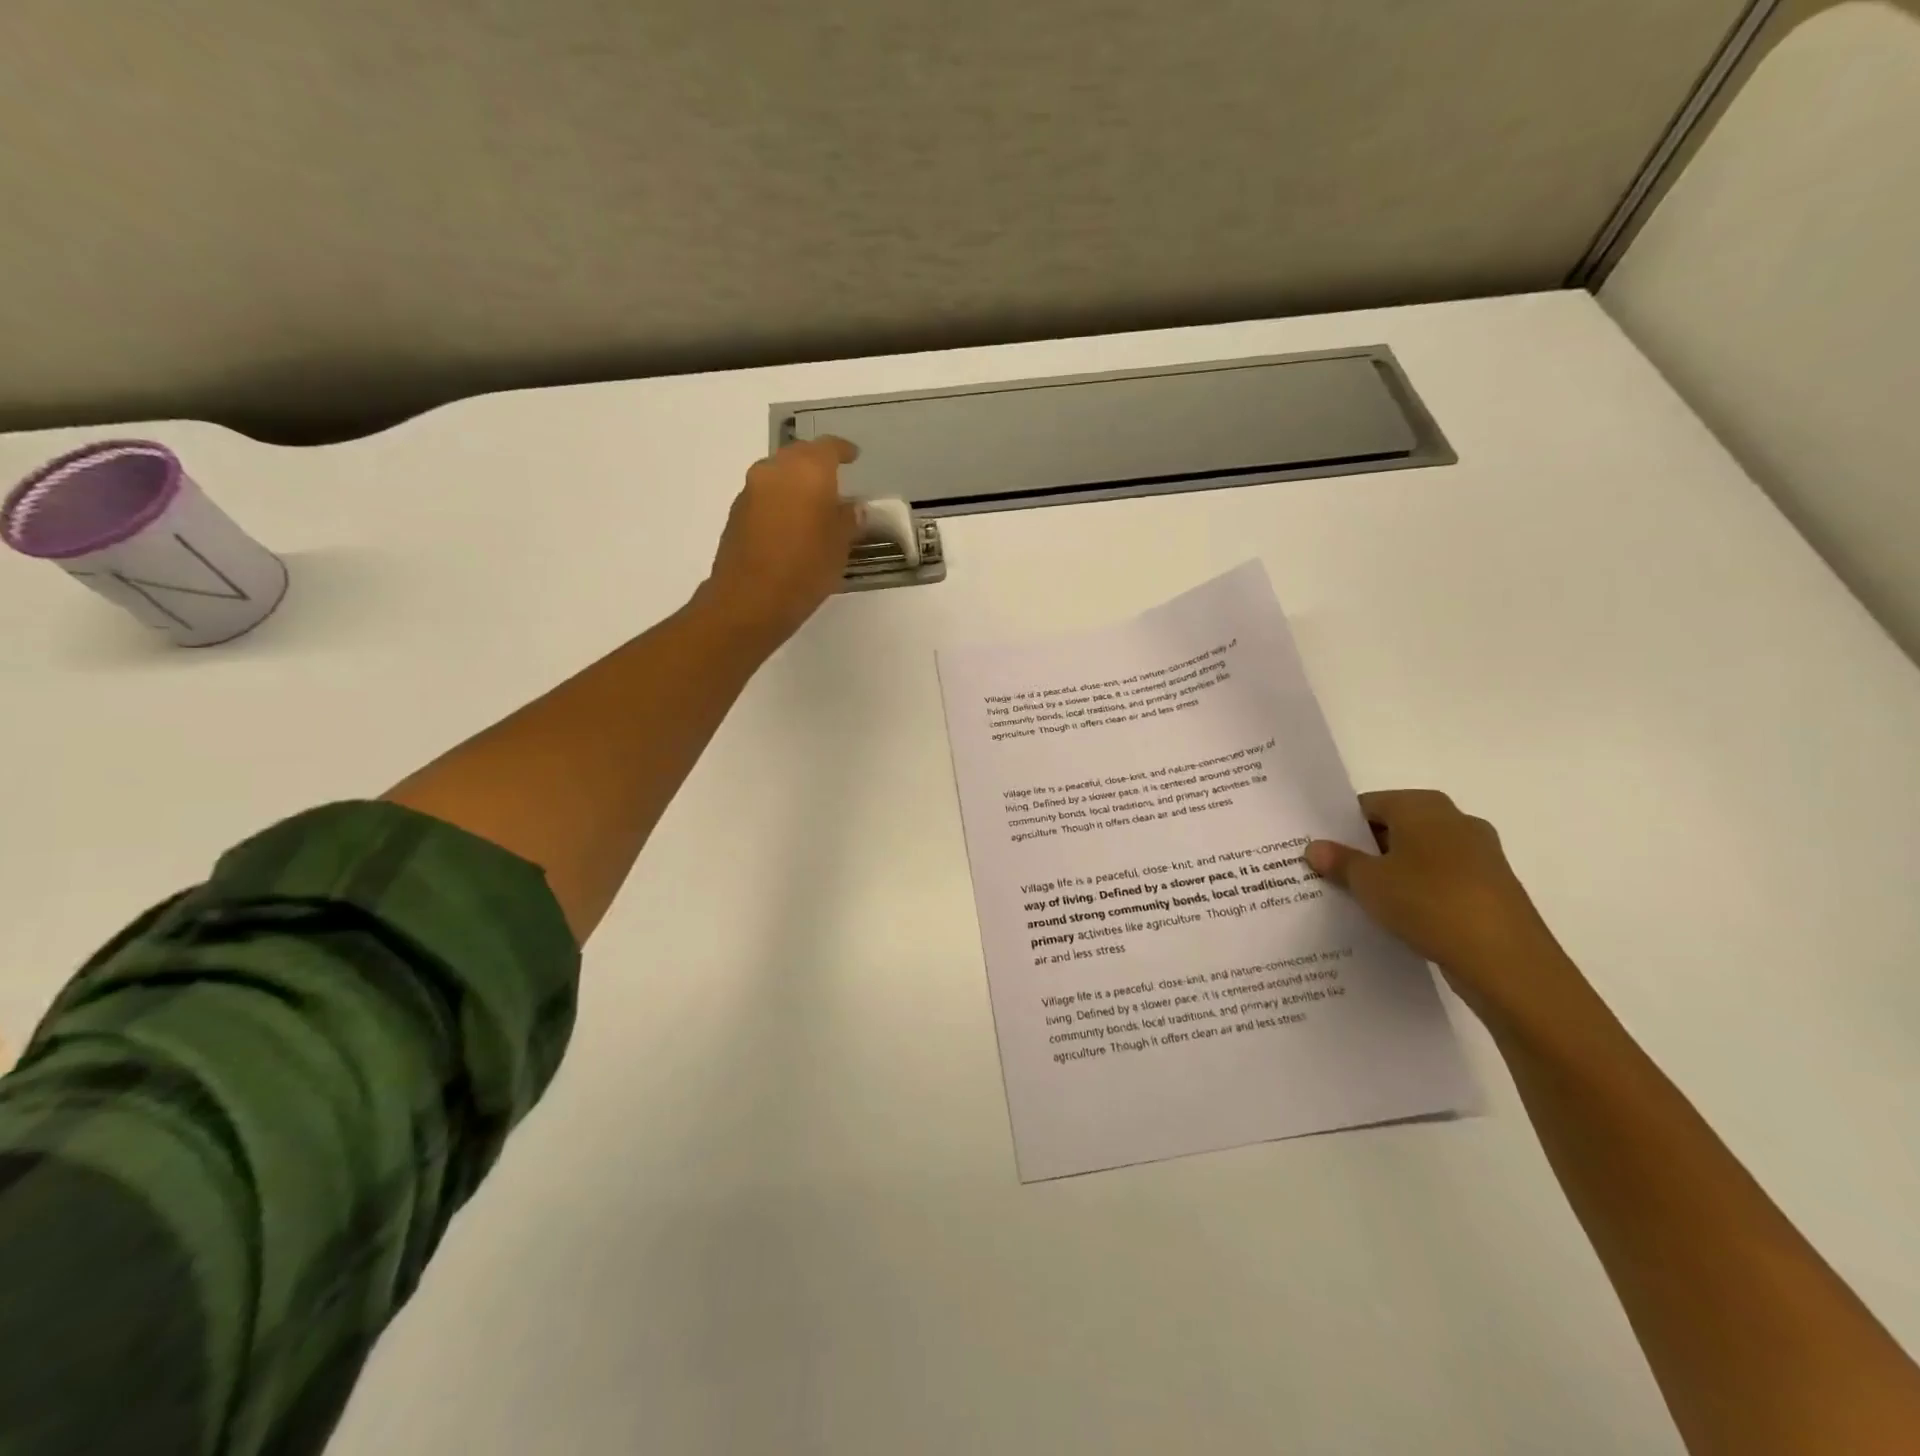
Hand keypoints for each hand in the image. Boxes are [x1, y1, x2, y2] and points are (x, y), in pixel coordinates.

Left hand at [700, 437, 860, 647]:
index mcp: (807, 470)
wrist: (750, 600)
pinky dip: (780, 502)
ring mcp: (751, 490)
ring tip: (813, 506)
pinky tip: (791, 525)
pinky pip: (764, 496)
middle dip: (817, 464)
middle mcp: (775, 470)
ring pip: (778, 474)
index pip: (829, 447)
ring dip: (795, 483)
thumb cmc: (805, 569)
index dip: (844, 451)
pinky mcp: (736, 513)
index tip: (854, 457)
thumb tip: (852, 508)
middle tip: (834, 481)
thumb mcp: (840, 546)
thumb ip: (849, 519)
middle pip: (799, 455)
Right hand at [1307, 790, 1583, 1024]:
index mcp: (1424, 807)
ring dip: (1392, 872)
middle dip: (1365, 849)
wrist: (1507, 962)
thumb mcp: (1369, 882)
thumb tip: (1315, 847)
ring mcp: (1480, 855)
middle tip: (1331, 873)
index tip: (1319, 849)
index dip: (1340, 826)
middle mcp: (1456, 821)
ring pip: (1420, 856)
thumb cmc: (1429, 903)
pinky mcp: (1492, 889)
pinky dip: (1418, 892)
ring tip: (1360, 898)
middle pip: (1396, 828)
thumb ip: (1340, 861)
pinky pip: (1442, 881)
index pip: (1369, 805)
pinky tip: (1398, 917)